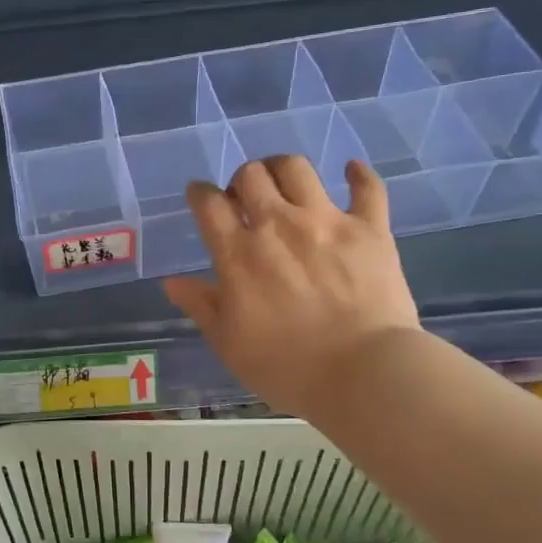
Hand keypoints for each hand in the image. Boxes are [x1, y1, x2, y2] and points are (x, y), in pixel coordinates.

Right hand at [162, 156, 419, 422]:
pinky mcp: (370, 229)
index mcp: (238, 254)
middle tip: (245, 200)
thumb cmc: (286, 366)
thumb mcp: (229, 343)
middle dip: (241, 180)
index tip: (200, 198)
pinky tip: (351, 171)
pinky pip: (367, 187)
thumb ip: (201, 306)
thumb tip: (171, 282)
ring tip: (284, 185)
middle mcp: (278, 225)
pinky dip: (358, 174)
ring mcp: (326, 221)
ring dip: (282, 169)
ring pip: (297, 168)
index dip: (199, 194)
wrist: (363, 374)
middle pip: (250, 175)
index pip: (209, 204)